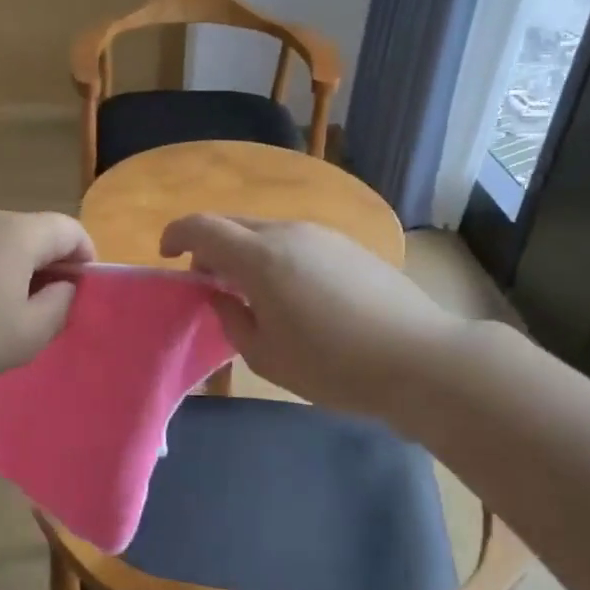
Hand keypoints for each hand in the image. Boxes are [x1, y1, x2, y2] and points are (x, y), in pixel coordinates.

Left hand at [0, 209, 93, 386]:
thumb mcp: (29, 333)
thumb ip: (60, 306)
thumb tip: (64, 287)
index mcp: (18, 232)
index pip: (69, 229)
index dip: (87, 257)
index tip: (86, 291)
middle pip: (35, 232)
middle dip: (53, 265)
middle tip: (55, 307)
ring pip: (4, 243)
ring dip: (20, 271)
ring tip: (16, 313)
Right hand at [160, 215, 464, 415]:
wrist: (422, 359)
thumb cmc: (333, 365)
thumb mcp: (266, 356)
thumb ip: (231, 319)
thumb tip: (221, 295)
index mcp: (260, 257)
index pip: (202, 227)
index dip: (176, 234)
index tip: (167, 255)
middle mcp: (289, 233)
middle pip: (233, 223)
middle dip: (209, 245)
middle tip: (206, 280)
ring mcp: (323, 235)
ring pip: (266, 231)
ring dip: (245, 252)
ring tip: (250, 292)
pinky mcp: (349, 246)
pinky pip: (296, 241)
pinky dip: (276, 256)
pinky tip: (292, 293)